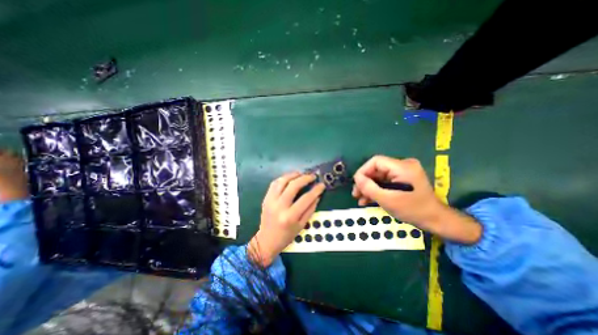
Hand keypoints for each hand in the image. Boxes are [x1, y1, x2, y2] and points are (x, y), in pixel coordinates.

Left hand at [250, 173, 325, 266]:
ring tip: (301, 173)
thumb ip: (310, 209)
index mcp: (290, 216)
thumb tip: (317, 195)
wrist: (266, 240)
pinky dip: (283, 178)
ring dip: (293, 175)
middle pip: (293, 186)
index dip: (316, 190)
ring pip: (282, 181)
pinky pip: (274, 184)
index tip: (322, 185)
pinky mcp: (266, 198)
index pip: (306, 198)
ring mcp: (271, 201)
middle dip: (305, 178)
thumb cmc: (286, 236)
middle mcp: (279, 206)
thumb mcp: (301, 225)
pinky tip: (289, 178)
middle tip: (312, 176)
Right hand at [352, 155, 443, 229]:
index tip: (356, 184)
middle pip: (376, 169)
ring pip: (379, 177)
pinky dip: (376, 189)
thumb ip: (369, 187)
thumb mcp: (387, 200)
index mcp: (402, 167)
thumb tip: (356, 178)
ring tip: (360, 199)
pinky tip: (368, 199)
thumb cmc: (413, 210)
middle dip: (365, 182)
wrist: (435, 220)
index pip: (376, 161)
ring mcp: (403, 172)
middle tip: (356, 194)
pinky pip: (385, 181)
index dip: (363, 171)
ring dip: (369, 187)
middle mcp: (403, 165)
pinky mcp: (402, 179)